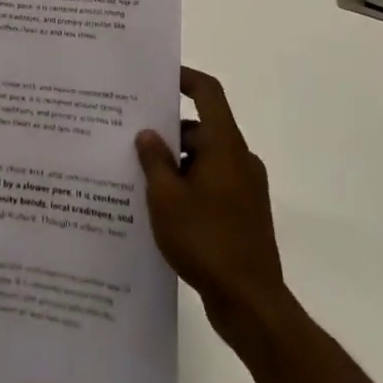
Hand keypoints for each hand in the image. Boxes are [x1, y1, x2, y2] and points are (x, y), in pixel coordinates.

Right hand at [137, 67, 288, 340]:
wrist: (252, 306)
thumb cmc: (207, 241)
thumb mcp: (166, 198)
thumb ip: (154, 160)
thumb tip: (148, 134)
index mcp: (225, 146)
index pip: (208, 93)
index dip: (184, 78)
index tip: (157, 77)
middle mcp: (239, 159)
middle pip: (201, 128)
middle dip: (167, 130)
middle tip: (131, 135)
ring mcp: (245, 189)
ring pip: (204, 159)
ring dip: (175, 162)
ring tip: (138, 175)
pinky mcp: (244, 214)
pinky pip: (211, 184)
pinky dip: (188, 186)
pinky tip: (160, 207)